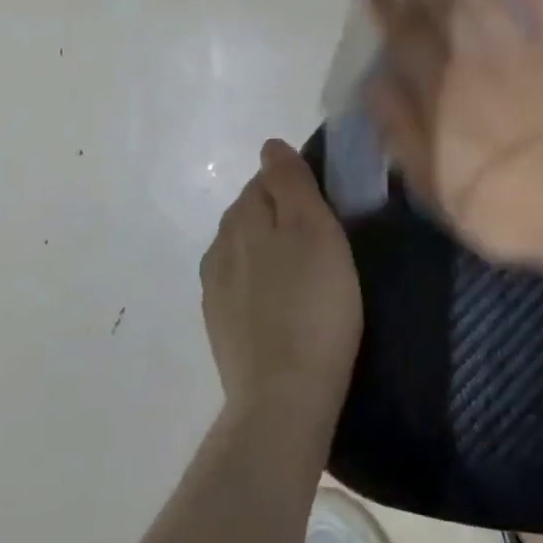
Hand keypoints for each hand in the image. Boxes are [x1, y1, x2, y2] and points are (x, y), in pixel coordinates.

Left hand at [200, 140, 362, 424]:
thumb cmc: (313, 304)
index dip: (298, 185)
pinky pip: (240, 284)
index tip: (328, 207)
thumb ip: (291, 182)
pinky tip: (284, 301)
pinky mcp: (219, 324)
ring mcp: (214, 288)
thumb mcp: (314, 229)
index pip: (266, 178)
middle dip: (282, 214)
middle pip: (252, 212)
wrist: (284, 396)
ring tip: (308, 272)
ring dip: (270, 249)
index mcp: (242, 216)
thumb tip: (270, 146)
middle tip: (325, 239)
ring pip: (245, 248)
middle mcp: (219, 244)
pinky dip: (261, 282)